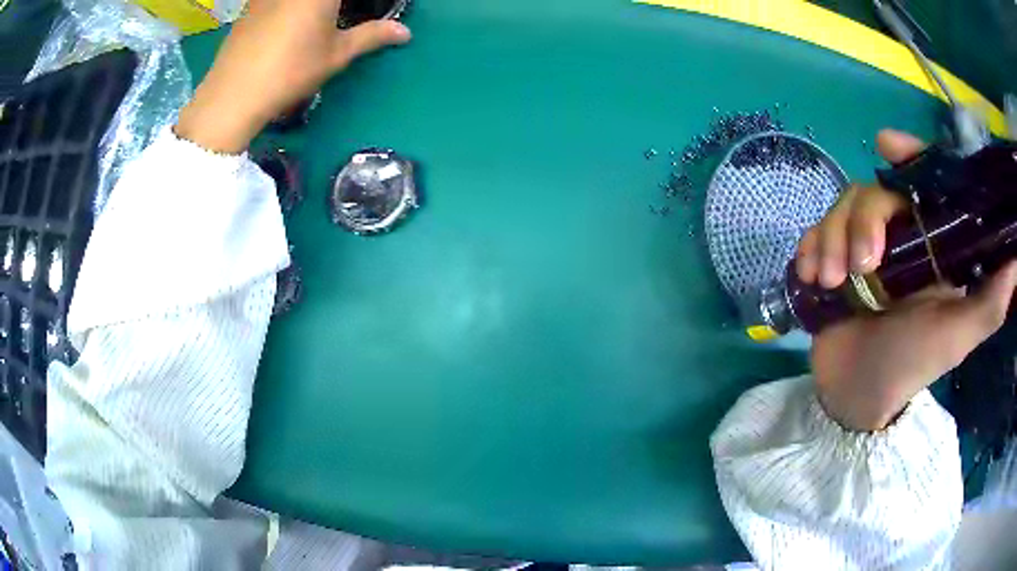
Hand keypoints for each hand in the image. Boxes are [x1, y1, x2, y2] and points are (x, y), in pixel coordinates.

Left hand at [176, 0, 410, 152]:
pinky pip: (278, 1)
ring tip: (321, 18)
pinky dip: (291, 7)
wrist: (233, 95)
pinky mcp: (251, 4)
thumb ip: (371, 36)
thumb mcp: (336, 55)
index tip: (369, 10)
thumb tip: (405, 32)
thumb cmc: (290, 71)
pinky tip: (292, 23)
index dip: (361, 4)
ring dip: (313, 7)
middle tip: (342, 15)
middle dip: (335, 5)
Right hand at [796, 129, 1016, 431]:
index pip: (920, 183)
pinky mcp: (831, 262)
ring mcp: (860, 249)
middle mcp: (896, 237)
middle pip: (873, 193)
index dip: (907, 156)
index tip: (885, 145)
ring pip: (840, 210)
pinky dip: (809, 248)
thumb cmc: (913, 363)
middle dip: (862, 223)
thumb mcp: (958, 336)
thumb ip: (990, 303)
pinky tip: (809, 274)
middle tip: (859, 269)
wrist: (859, 394)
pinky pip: (814, 234)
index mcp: (928, 243)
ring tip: (828, 282)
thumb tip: (1015, 259)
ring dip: (830, 240)